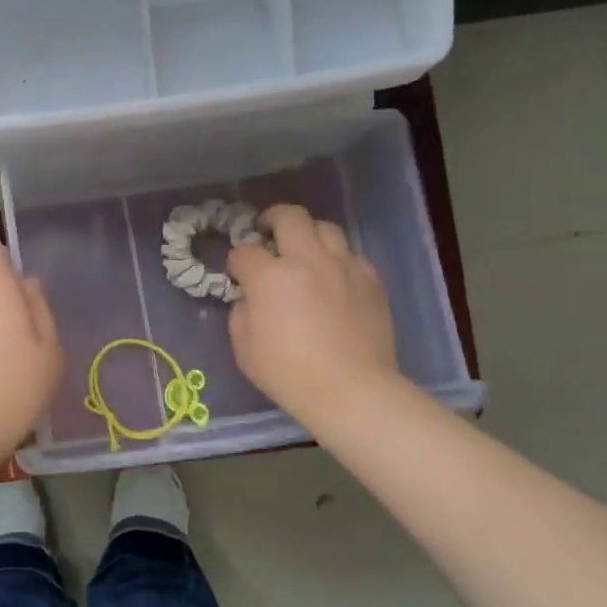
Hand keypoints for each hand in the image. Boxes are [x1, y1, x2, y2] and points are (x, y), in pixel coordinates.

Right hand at [226, 204, 401, 421]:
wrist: (351, 390)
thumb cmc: (288, 373)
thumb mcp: (243, 347)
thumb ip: (242, 312)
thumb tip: (251, 298)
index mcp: (270, 276)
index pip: (244, 252)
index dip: (236, 262)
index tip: (237, 275)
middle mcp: (307, 260)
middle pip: (289, 216)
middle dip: (272, 218)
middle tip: (266, 230)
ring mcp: (344, 267)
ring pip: (325, 227)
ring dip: (308, 233)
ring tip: (303, 250)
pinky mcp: (371, 280)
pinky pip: (350, 256)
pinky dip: (336, 260)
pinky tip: (332, 279)